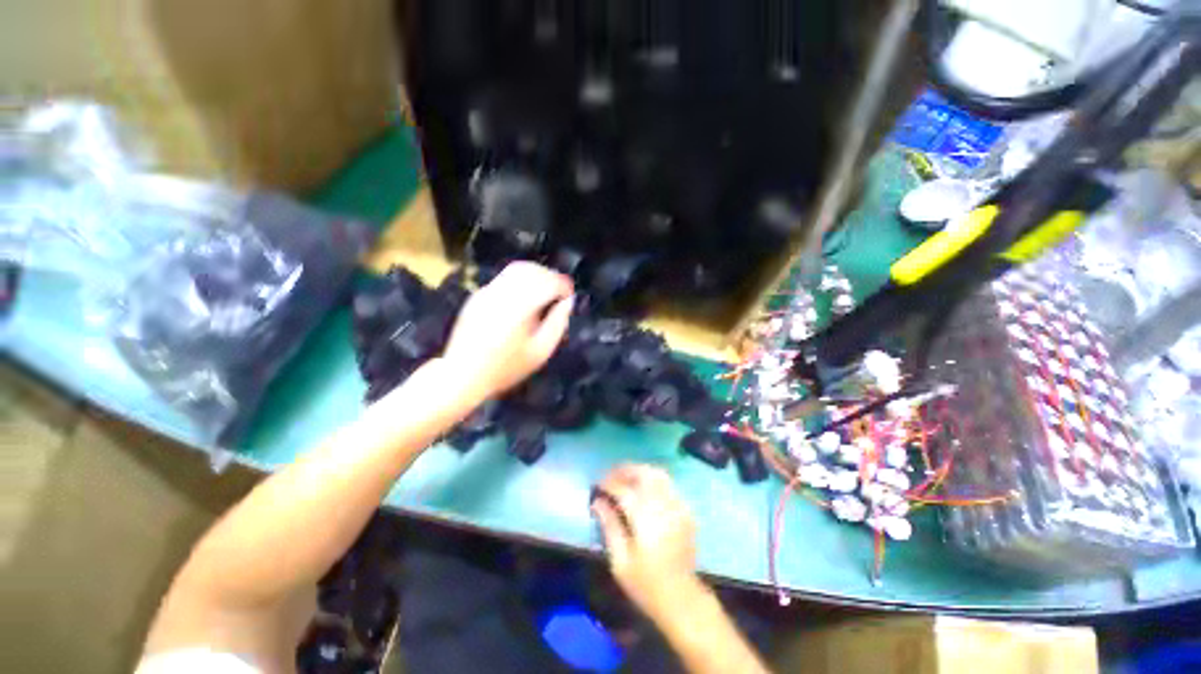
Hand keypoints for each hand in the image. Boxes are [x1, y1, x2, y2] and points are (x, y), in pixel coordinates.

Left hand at [441, 262, 573, 400]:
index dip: (563, 285)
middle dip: (551, 276)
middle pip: (532, 270)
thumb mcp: (541, 351)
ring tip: (545, 290)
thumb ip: (557, 323)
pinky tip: (525, 296)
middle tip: (560, 292)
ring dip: (536, 274)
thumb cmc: (507, 368)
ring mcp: (487, 292)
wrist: (463, 374)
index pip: (548, 282)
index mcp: (520, 307)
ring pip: (516, 269)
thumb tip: (568, 302)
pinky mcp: (478, 295)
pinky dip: (520, 279)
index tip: (570, 295)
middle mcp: (502, 293)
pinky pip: (504, 278)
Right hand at [592, 464, 701, 619]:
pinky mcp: (685, 510)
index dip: (608, 483)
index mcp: (645, 517)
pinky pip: (668, 484)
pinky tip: (644, 490)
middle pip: (643, 473)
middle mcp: (663, 505)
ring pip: (658, 474)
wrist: (681, 598)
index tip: (596, 484)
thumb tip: (597, 502)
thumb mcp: (620, 561)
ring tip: (625, 478)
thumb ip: (609, 526)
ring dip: (639, 471)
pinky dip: (653, 480)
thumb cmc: (646, 584)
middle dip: (624, 470)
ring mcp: (677, 505)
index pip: (623, 489)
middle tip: (610, 476)